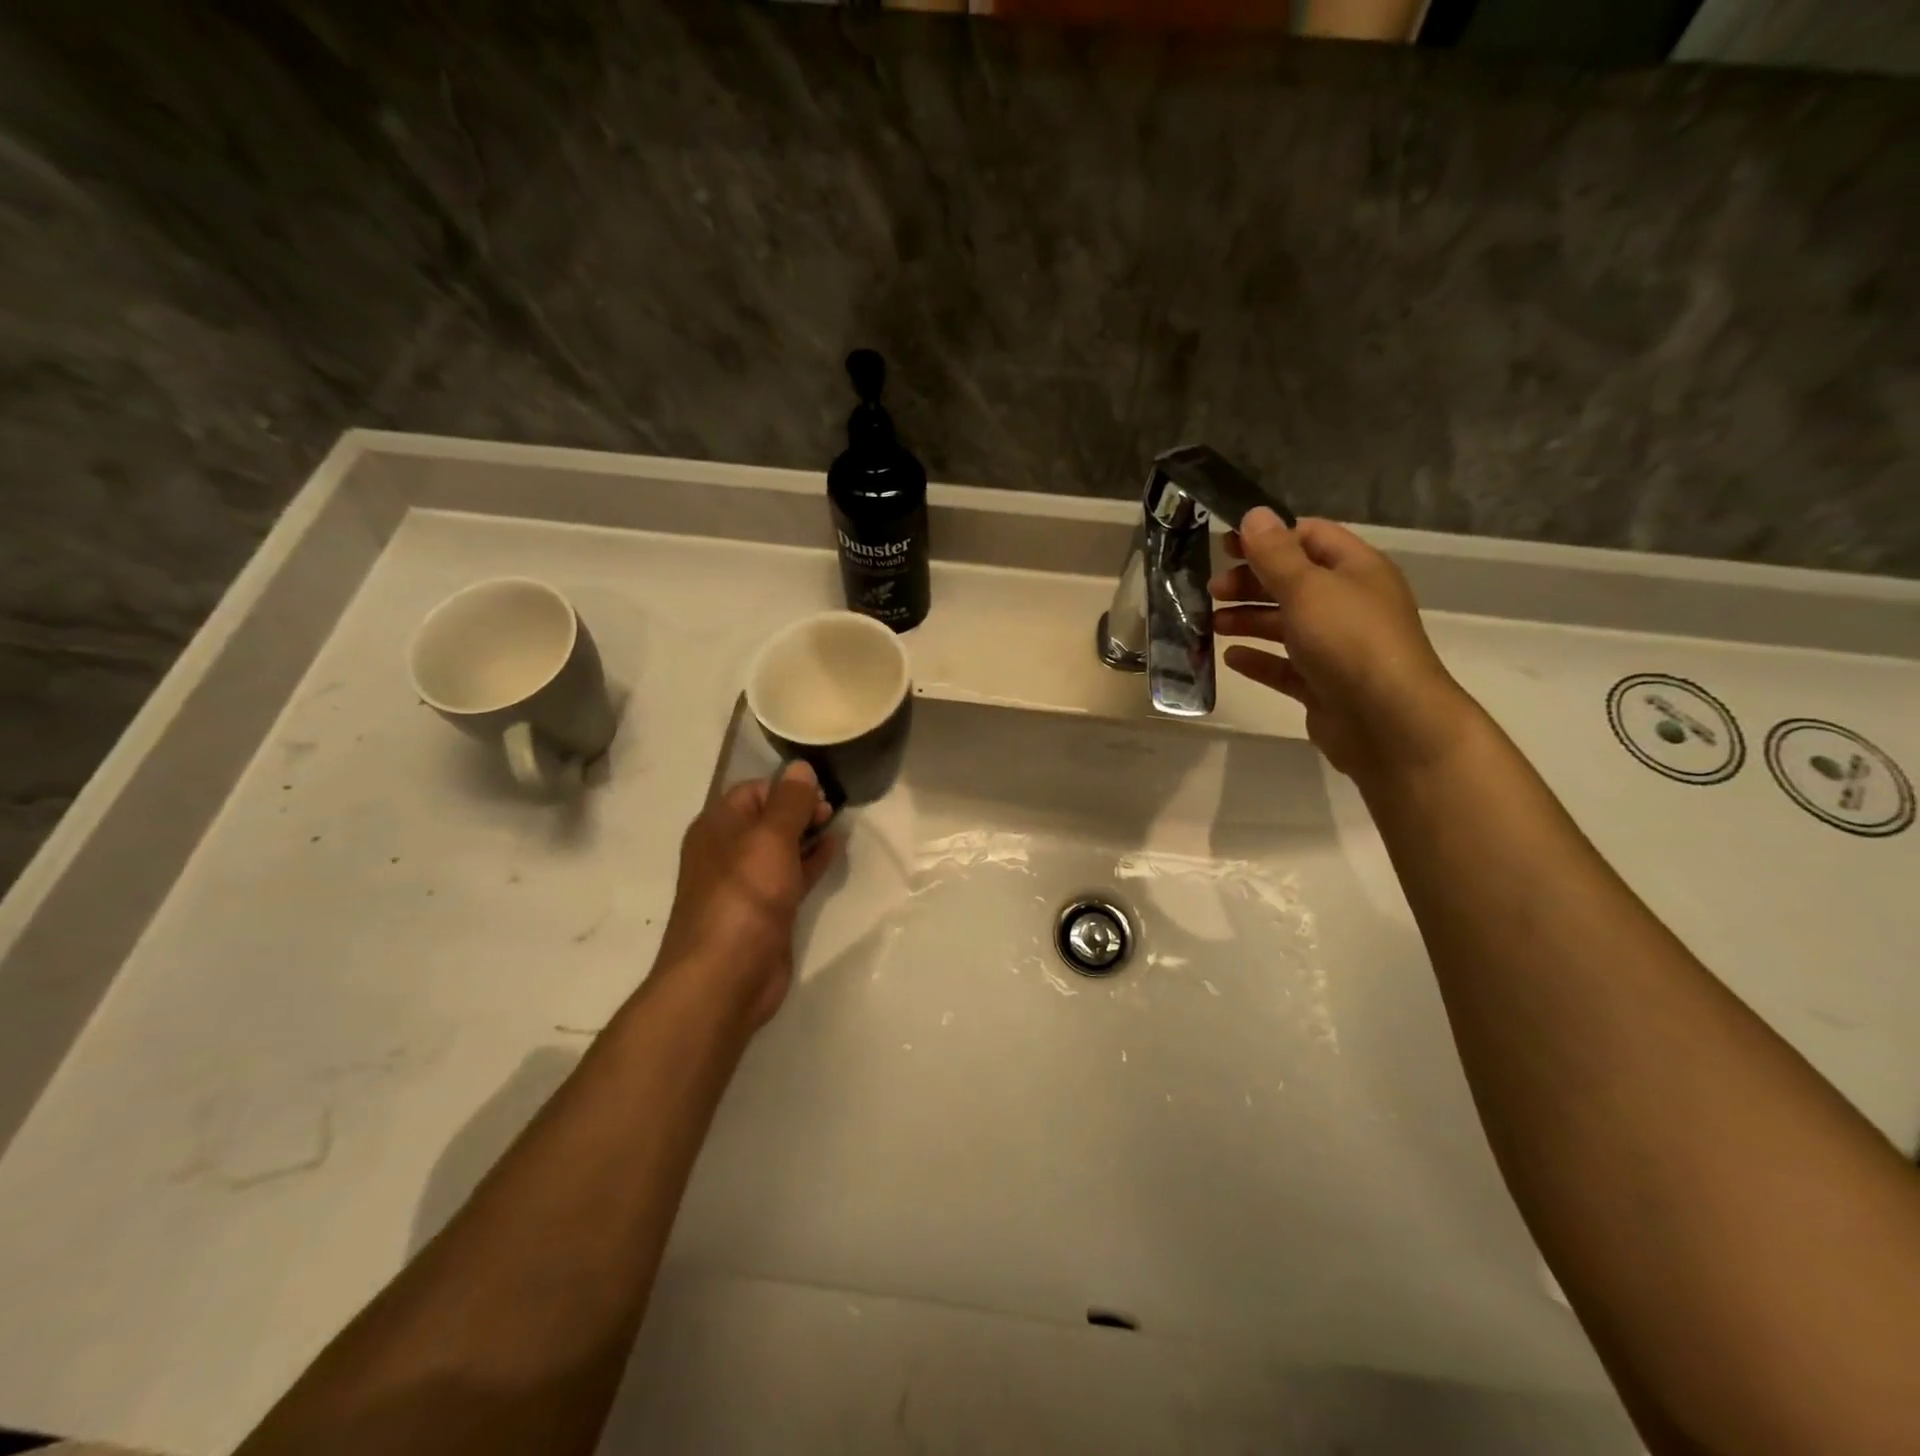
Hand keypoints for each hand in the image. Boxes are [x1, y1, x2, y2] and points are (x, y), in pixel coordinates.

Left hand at [655, 761, 840, 1029]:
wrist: (725, 978)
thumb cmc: (744, 897)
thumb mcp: (769, 840)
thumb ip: (789, 802)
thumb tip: (800, 767)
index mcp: (717, 827)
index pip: (753, 790)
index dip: (786, 787)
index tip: (820, 792)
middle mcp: (728, 851)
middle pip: (768, 817)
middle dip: (800, 809)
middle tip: (833, 810)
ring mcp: (747, 883)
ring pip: (782, 847)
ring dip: (809, 833)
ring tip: (839, 824)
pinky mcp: (767, 910)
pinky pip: (792, 875)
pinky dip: (812, 861)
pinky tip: (835, 850)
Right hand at [1210, 508, 1476, 781]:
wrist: (1388, 722)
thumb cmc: (1349, 641)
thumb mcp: (1307, 587)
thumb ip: (1275, 553)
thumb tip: (1254, 514)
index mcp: (1355, 570)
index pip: (1309, 537)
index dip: (1267, 537)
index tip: (1223, 546)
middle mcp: (1349, 604)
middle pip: (1293, 582)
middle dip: (1251, 582)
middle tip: (1211, 590)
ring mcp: (1337, 647)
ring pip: (1285, 625)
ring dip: (1248, 620)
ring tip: (1211, 625)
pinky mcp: (1323, 685)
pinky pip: (1284, 666)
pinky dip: (1258, 660)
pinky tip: (1231, 658)